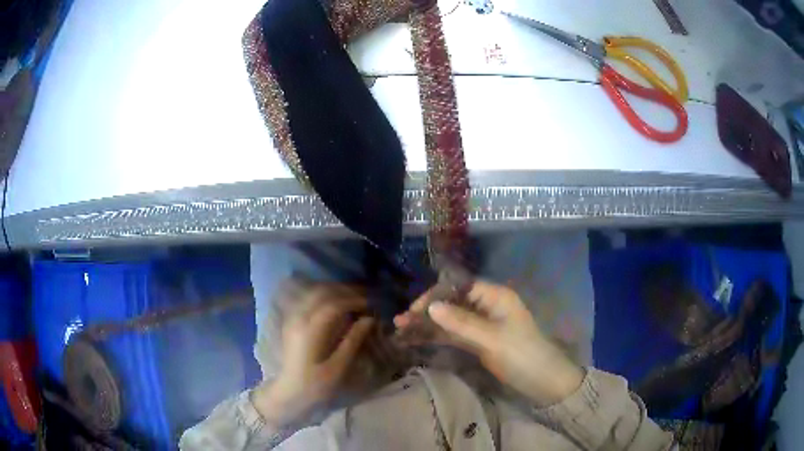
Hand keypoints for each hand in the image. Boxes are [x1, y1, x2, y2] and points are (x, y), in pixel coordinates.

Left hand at [252, 283, 374, 428]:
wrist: (290, 394)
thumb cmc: (316, 385)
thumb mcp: (338, 367)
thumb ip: (353, 340)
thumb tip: (369, 319)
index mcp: (310, 331)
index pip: (334, 304)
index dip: (354, 300)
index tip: (371, 304)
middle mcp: (298, 318)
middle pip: (322, 293)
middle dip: (345, 291)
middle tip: (365, 297)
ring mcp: (292, 318)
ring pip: (313, 293)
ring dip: (335, 291)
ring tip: (353, 298)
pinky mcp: (292, 322)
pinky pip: (308, 299)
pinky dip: (324, 296)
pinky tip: (336, 304)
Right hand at [395, 280, 582, 405]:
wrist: (541, 381)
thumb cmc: (521, 354)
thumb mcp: (491, 338)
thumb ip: (461, 322)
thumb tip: (430, 306)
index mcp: (495, 296)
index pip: (459, 286)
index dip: (436, 295)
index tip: (416, 310)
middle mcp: (486, 305)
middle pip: (452, 302)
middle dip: (427, 311)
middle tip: (402, 322)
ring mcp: (482, 324)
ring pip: (450, 319)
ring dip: (428, 324)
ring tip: (401, 330)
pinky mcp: (478, 341)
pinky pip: (454, 334)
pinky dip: (437, 336)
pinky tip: (417, 339)